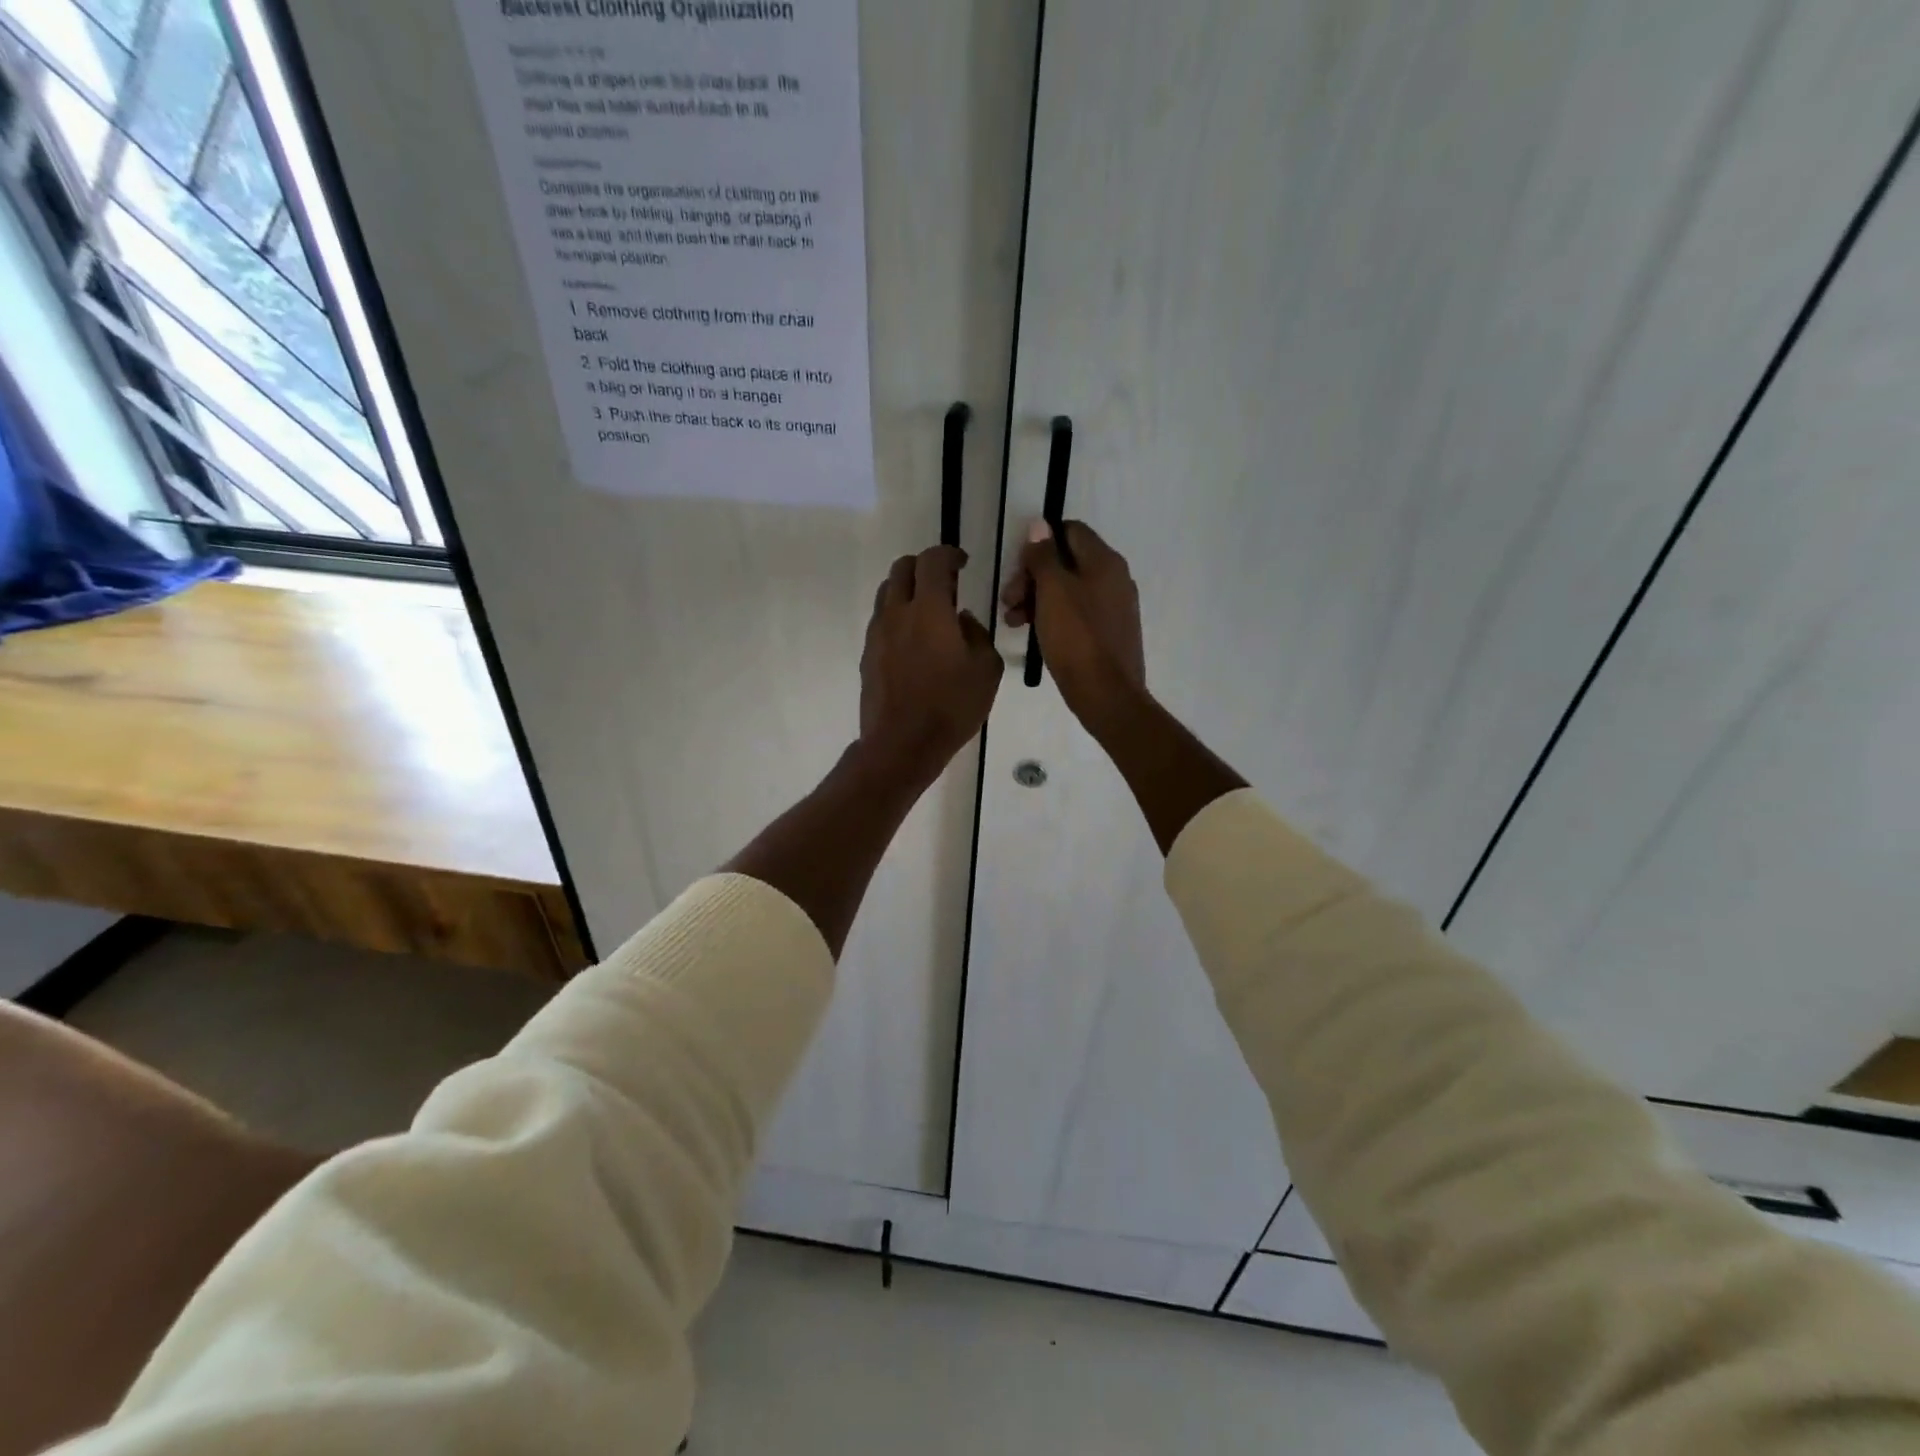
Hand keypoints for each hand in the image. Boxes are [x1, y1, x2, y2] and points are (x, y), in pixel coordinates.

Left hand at [859, 545, 1004, 780]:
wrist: (902, 744)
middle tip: (945, 584)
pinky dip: (898, 617)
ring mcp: (878, 634)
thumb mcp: (986, 670)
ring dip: (908, 590)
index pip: (932, 561)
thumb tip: (963, 620)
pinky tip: (915, 642)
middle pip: (902, 568)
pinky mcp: (868, 655)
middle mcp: (897, 613)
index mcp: (930, 610)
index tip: (962, 562)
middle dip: (924, 566)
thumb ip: (978, 634)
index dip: (948, 554)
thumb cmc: (951, 707)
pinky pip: (881, 621)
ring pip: (887, 593)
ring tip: (929, 612)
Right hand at [1000, 519, 1145, 728]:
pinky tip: (1032, 633)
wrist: (1106, 694)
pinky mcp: (1108, 632)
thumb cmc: (1076, 638)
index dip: (1040, 544)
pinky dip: (1052, 617)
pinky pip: (1076, 613)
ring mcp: (1113, 607)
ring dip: (1036, 599)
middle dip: (1032, 576)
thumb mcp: (1052, 591)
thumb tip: (1039, 526)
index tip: (1017, 567)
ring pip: (1068, 590)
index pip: (1070, 531)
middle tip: (1008, 600)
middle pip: (1067, 562)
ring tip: (1012, 621)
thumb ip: (1044, 556)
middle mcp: (1114, 578)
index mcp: (1104, 561)